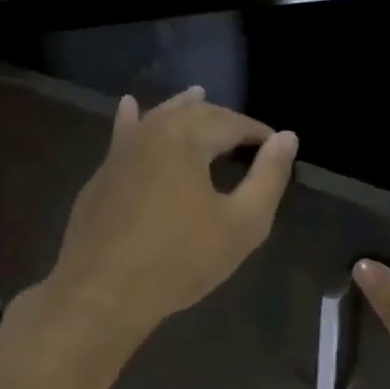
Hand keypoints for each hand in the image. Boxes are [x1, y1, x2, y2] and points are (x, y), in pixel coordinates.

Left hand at [44, 87, 297, 340]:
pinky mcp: (102, 176)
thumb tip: (287, 138)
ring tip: (198, 96)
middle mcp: (152, 132)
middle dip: (223, 120)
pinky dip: (133, 120)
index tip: (277, 148)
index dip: (259, 134)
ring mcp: (121, 152)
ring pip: (156, 118)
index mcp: (187, 137)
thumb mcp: (242, 224)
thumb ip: (268, 177)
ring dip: (182, 109)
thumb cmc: (180, 260)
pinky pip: (124, 136)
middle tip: (246, 137)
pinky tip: (130, 107)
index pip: (233, 122)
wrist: (103, 293)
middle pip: (194, 114)